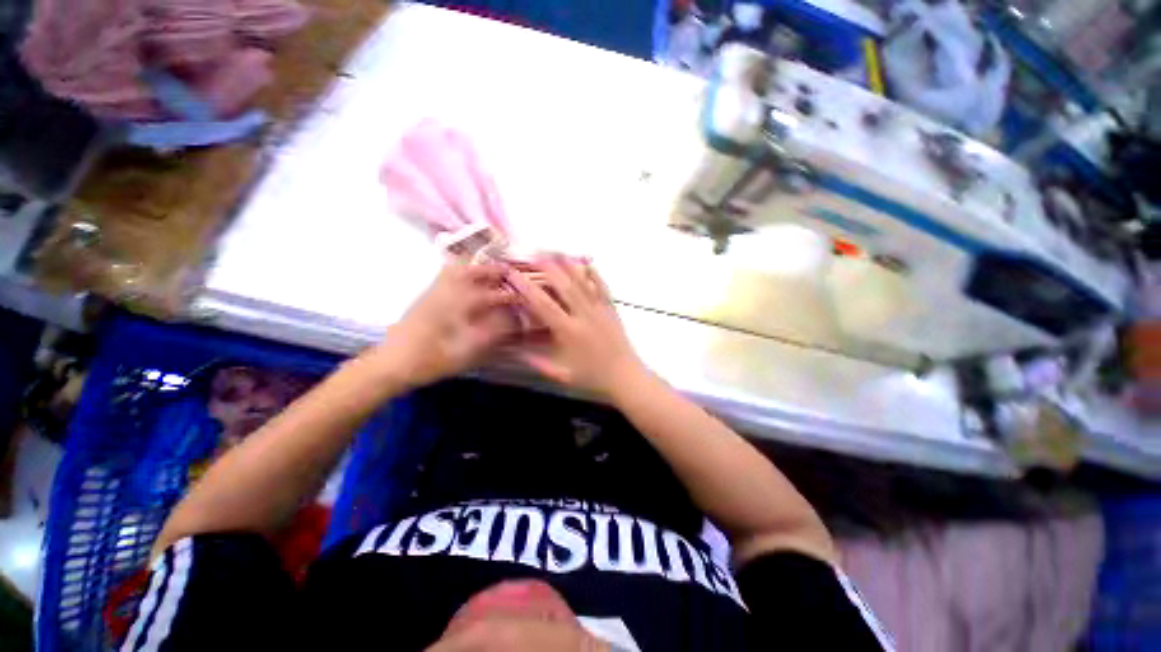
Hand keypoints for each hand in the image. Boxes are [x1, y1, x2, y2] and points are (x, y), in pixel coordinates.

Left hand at [370, 262, 519, 387]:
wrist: (391, 363)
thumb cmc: (429, 361)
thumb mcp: (463, 354)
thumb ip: (488, 335)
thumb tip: (509, 322)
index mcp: (454, 307)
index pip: (487, 296)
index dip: (507, 296)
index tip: (521, 298)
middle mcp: (443, 293)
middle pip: (470, 272)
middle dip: (491, 270)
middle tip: (508, 273)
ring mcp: (432, 293)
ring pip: (454, 270)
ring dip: (475, 267)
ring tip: (490, 272)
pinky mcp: (425, 297)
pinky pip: (444, 275)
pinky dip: (459, 271)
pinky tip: (467, 279)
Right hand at [506, 256, 645, 398]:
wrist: (625, 377)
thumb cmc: (592, 378)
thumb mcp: (561, 375)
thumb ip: (537, 362)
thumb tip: (514, 351)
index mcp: (569, 332)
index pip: (543, 305)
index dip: (527, 288)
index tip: (514, 274)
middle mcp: (584, 316)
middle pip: (564, 285)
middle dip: (548, 267)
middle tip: (533, 253)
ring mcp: (600, 310)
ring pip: (583, 282)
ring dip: (568, 265)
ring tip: (555, 251)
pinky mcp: (611, 309)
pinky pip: (602, 287)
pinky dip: (594, 274)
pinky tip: (586, 263)